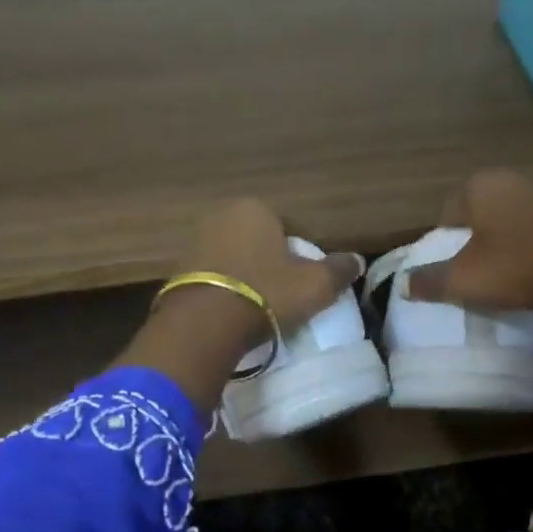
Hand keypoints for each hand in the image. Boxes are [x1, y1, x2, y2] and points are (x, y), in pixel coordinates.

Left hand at [116, 199, 362, 411]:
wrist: (206, 323)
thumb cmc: (267, 293)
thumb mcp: (315, 285)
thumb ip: (338, 271)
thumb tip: (356, 261)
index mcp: (255, 208)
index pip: (286, 227)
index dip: (298, 255)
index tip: (303, 282)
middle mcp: (221, 216)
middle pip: (255, 241)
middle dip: (268, 264)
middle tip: (282, 296)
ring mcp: (194, 242)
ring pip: (231, 259)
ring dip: (243, 278)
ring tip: (256, 308)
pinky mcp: (176, 272)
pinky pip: (211, 279)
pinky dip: (223, 292)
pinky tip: (232, 314)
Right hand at [404, 171, 532, 355]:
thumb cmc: (516, 268)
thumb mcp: (463, 281)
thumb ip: (429, 281)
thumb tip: (403, 284)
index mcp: (481, 185)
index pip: (447, 213)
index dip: (443, 245)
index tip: (448, 272)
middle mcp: (513, 179)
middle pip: (479, 218)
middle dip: (473, 246)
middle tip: (472, 278)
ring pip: (508, 227)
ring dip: (502, 251)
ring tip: (501, 282)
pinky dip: (529, 254)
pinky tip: (531, 279)